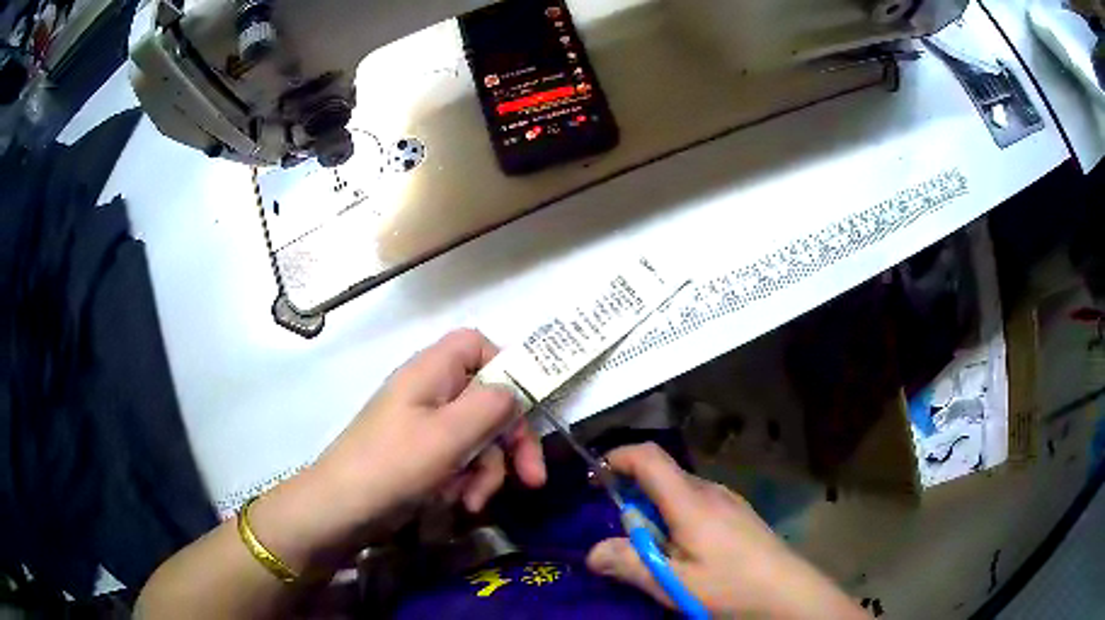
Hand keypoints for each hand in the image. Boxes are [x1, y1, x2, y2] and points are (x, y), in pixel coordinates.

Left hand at [248, 330, 546, 575]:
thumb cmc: (392, 465)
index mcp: (432, 371)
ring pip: (478, 438)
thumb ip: (491, 406)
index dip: (506, 367)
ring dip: (487, 472)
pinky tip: (457, 503)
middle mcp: (430, 392)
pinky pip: (460, 461)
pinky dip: (465, 482)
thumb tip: (514, 394)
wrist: (341, 510)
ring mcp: (425, 426)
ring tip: (472, 501)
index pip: (477, 345)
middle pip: (488, 400)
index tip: (525, 407)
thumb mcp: (449, 435)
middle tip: (531, 479)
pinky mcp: (422, 456)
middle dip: (510, 442)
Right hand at [585, 444, 863, 618]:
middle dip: (633, 493)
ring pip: (681, 491)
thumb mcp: (673, 582)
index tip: (594, 476)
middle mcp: (710, 491)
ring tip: (654, 548)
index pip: (649, 457)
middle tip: (622, 532)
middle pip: (663, 474)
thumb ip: (629, 564)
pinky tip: (686, 550)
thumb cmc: (730, 585)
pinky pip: (698, 502)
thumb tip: (592, 552)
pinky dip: (678, 515)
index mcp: (690, 502)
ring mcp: (729, 500)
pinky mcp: (739, 513)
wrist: (788, 591)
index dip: (618, 457)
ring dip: (657, 508)